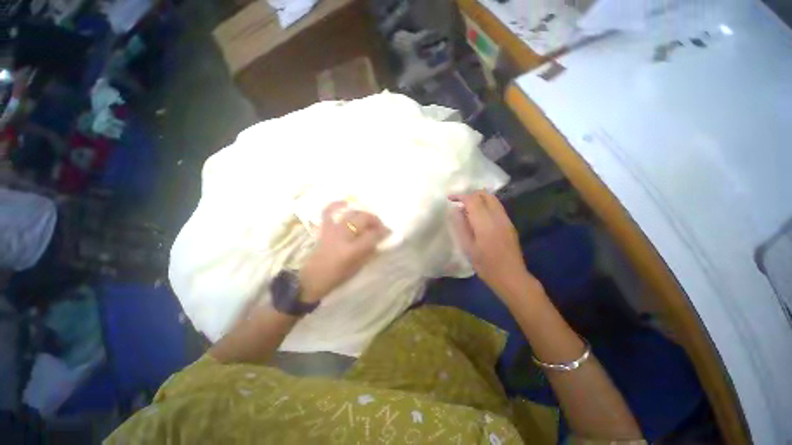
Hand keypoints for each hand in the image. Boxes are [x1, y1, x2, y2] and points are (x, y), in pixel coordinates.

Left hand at [299, 201, 389, 302]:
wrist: (314, 277)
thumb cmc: (338, 275)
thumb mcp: (358, 267)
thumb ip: (370, 252)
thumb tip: (378, 240)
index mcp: (353, 249)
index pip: (373, 235)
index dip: (383, 232)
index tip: (388, 232)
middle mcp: (343, 235)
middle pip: (363, 219)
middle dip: (375, 220)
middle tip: (379, 226)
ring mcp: (333, 230)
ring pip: (351, 213)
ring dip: (362, 214)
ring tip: (367, 219)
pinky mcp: (325, 228)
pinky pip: (329, 212)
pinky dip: (336, 205)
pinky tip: (344, 203)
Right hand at [450, 191, 537, 298]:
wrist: (511, 277)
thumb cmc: (486, 265)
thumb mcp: (468, 248)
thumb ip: (461, 226)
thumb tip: (456, 210)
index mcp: (485, 223)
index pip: (472, 200)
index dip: (460, 196)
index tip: (450, 199)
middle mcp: (497, 217)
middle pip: (485, 194)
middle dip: (470, 194)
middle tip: (459, 202)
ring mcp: (506, 219)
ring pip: (492, 199)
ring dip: (478, 198)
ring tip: (467, 208)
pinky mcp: (509, 224)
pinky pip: (496, 207)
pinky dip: (485, 205)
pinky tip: (478, 216)